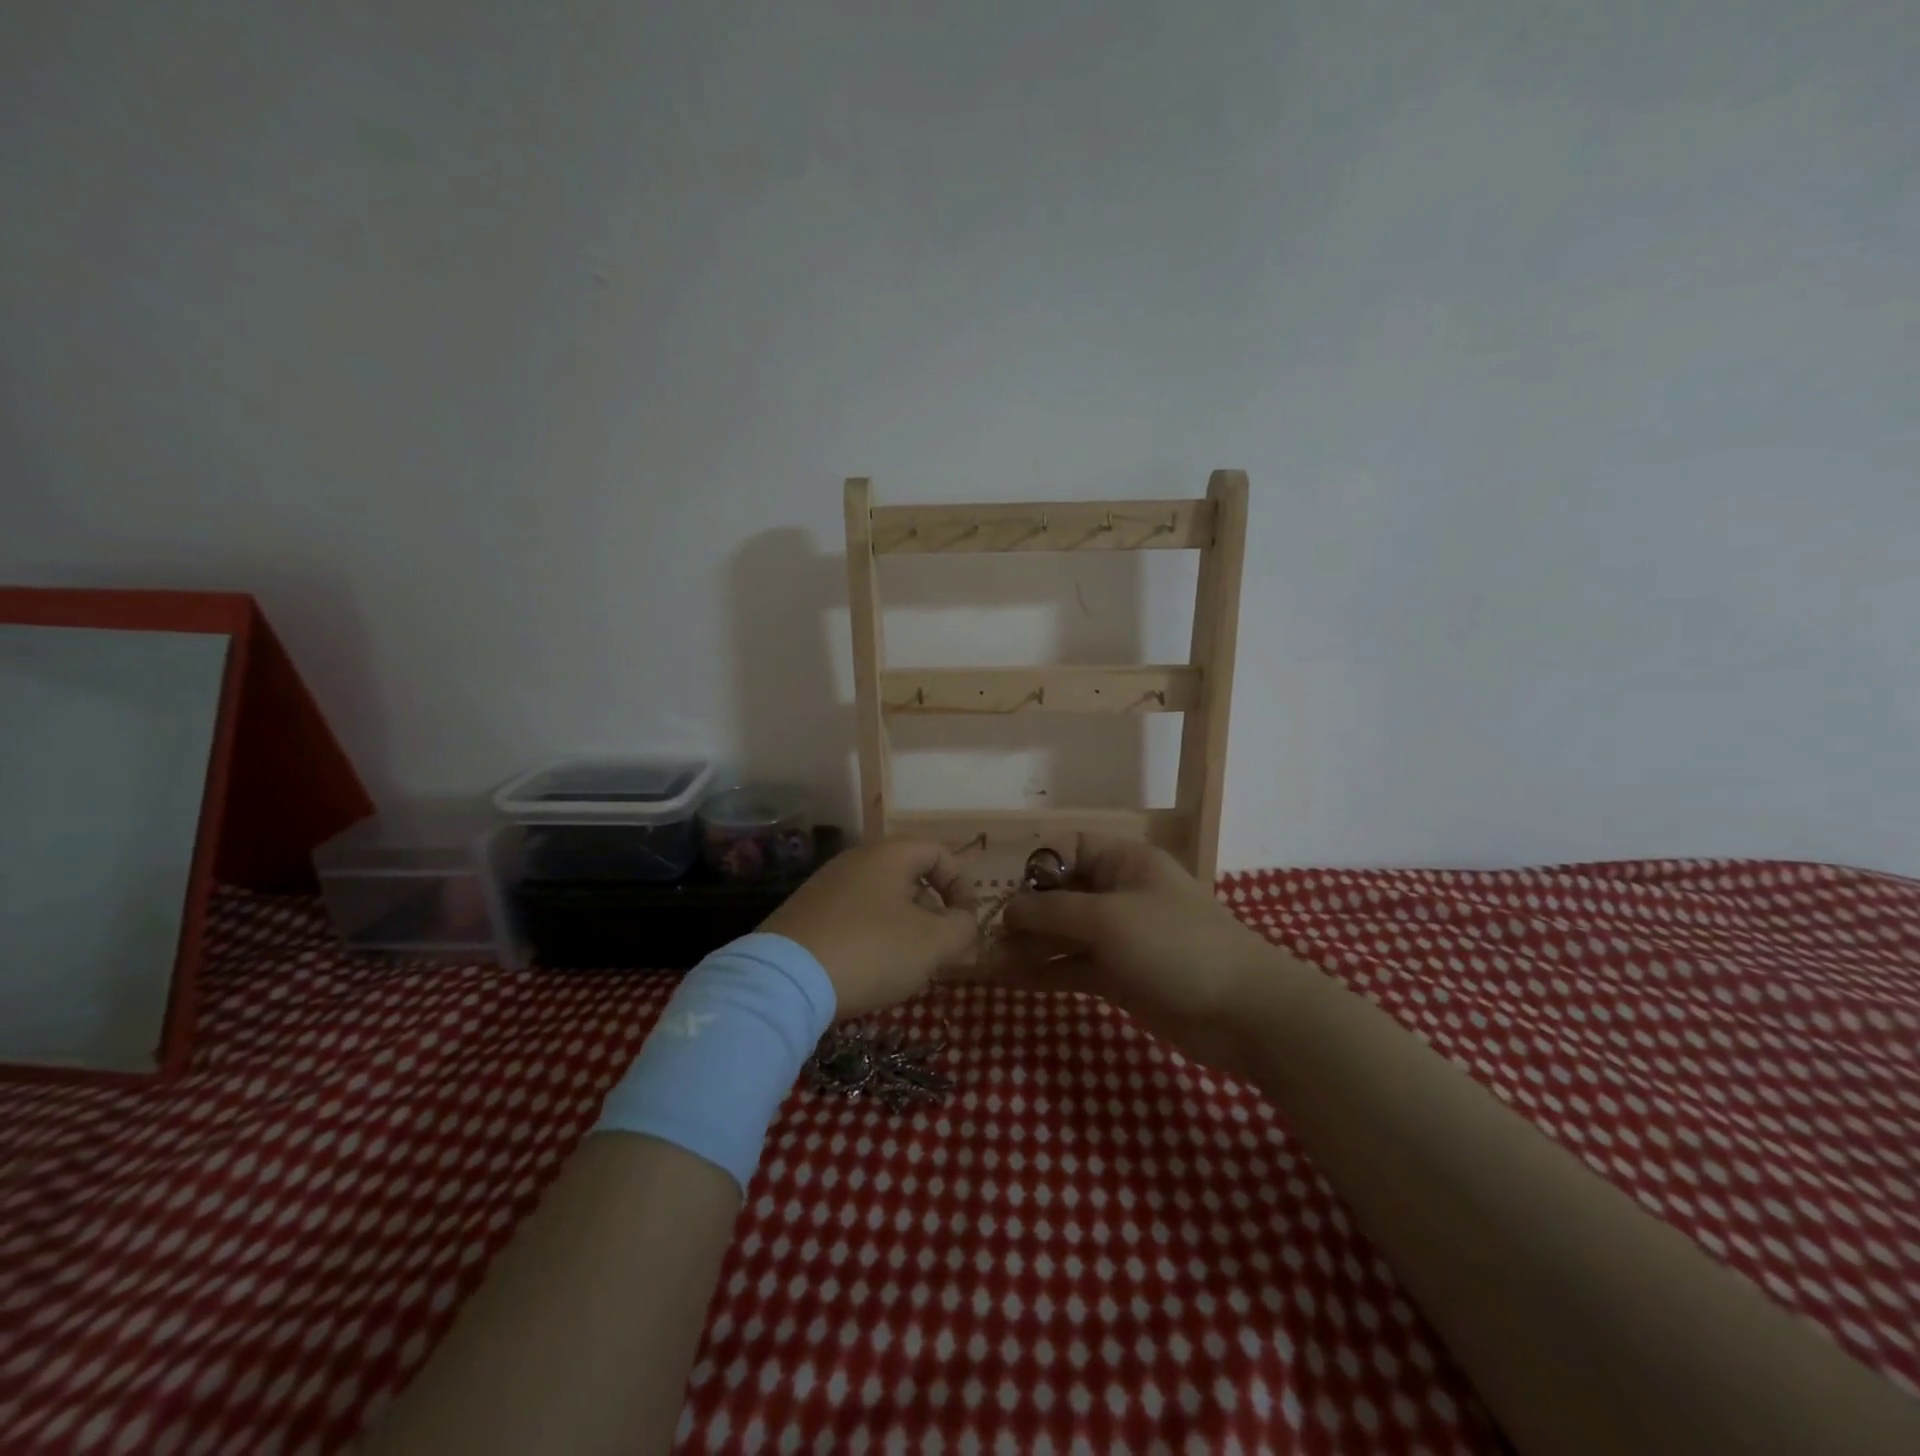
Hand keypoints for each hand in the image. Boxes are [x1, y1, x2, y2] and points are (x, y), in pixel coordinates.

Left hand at [760, 839, 978, 1018]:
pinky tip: (868, 971)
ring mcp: (825, 886)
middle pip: (909, 876)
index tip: (966, 921)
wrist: (785, 981)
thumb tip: (965, 920)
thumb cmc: (871, 951)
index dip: (962, 884)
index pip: (939, 852)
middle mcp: (855, 860)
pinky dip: (871, 938)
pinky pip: (852, 918)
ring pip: (880, 900)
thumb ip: (962, 927)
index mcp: (889, 854)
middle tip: (939, 949)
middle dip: (932, 912)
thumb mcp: (932, 943)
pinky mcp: (803, 915)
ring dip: (903, 928)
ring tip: (906, 967)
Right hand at [993, 834, 1314, 1072]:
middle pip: (1061, 894)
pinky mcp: (1119, 976)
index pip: (1070, 849)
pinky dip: (1044, 972)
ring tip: (985, 959)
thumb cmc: (1175, 946)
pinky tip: (1009, 980)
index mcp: (1125, 863)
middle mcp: (1119, 894)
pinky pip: (1073, 967)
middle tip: (982, 931)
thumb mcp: (1109, 919)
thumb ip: (1054, 911)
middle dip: (1024, 911)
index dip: (1036, 865)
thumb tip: (1009, 908)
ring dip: (1028, 945)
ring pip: (1063, 934)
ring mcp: (1119, 938)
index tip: (1002, 888)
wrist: (1243, 1013)